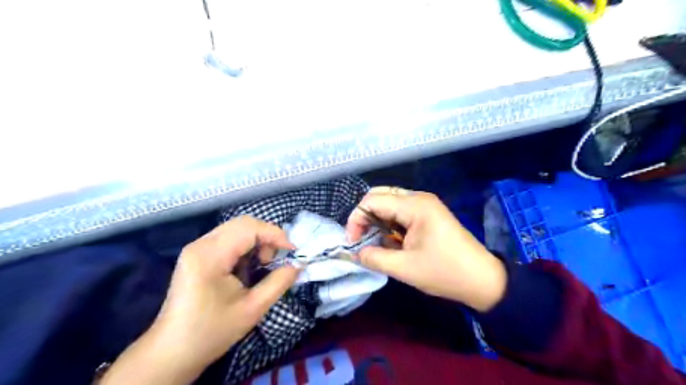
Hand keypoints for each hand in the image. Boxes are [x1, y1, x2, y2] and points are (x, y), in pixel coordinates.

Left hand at [100, 217, 298, 384]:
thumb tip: (299, 264)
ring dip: (257, 240)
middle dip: (267, 236)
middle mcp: (201, 244)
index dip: (275, 235)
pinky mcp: (198, 254)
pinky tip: (248, 266)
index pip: (249, 228)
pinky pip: (229, 238)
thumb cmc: (212, 332)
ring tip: (263, 263)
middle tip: (277, 258)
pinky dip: (246, 246)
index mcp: (210, 256)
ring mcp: (197, 248)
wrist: (172, 352)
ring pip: (237, 229)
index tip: (293, 251)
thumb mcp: (253, 309)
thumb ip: (280, 282)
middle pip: (243, 224)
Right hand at [349, 186, 501, 311]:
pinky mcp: (428, 214)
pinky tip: (391, 241)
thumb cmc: (445, 272)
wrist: (483, 279)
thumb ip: (374, 258)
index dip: (356, 219)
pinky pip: (401, 211)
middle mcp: (419, 198)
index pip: (372, 201)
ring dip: (377, 220)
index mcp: (415, 205)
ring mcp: (425, 204)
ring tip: (375, 241)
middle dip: (365, 216)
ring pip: (390, 202)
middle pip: (380, 195)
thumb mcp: (405, 268)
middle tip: (361, 238)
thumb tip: (355, 253)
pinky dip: (390, 223)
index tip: (353, 242)